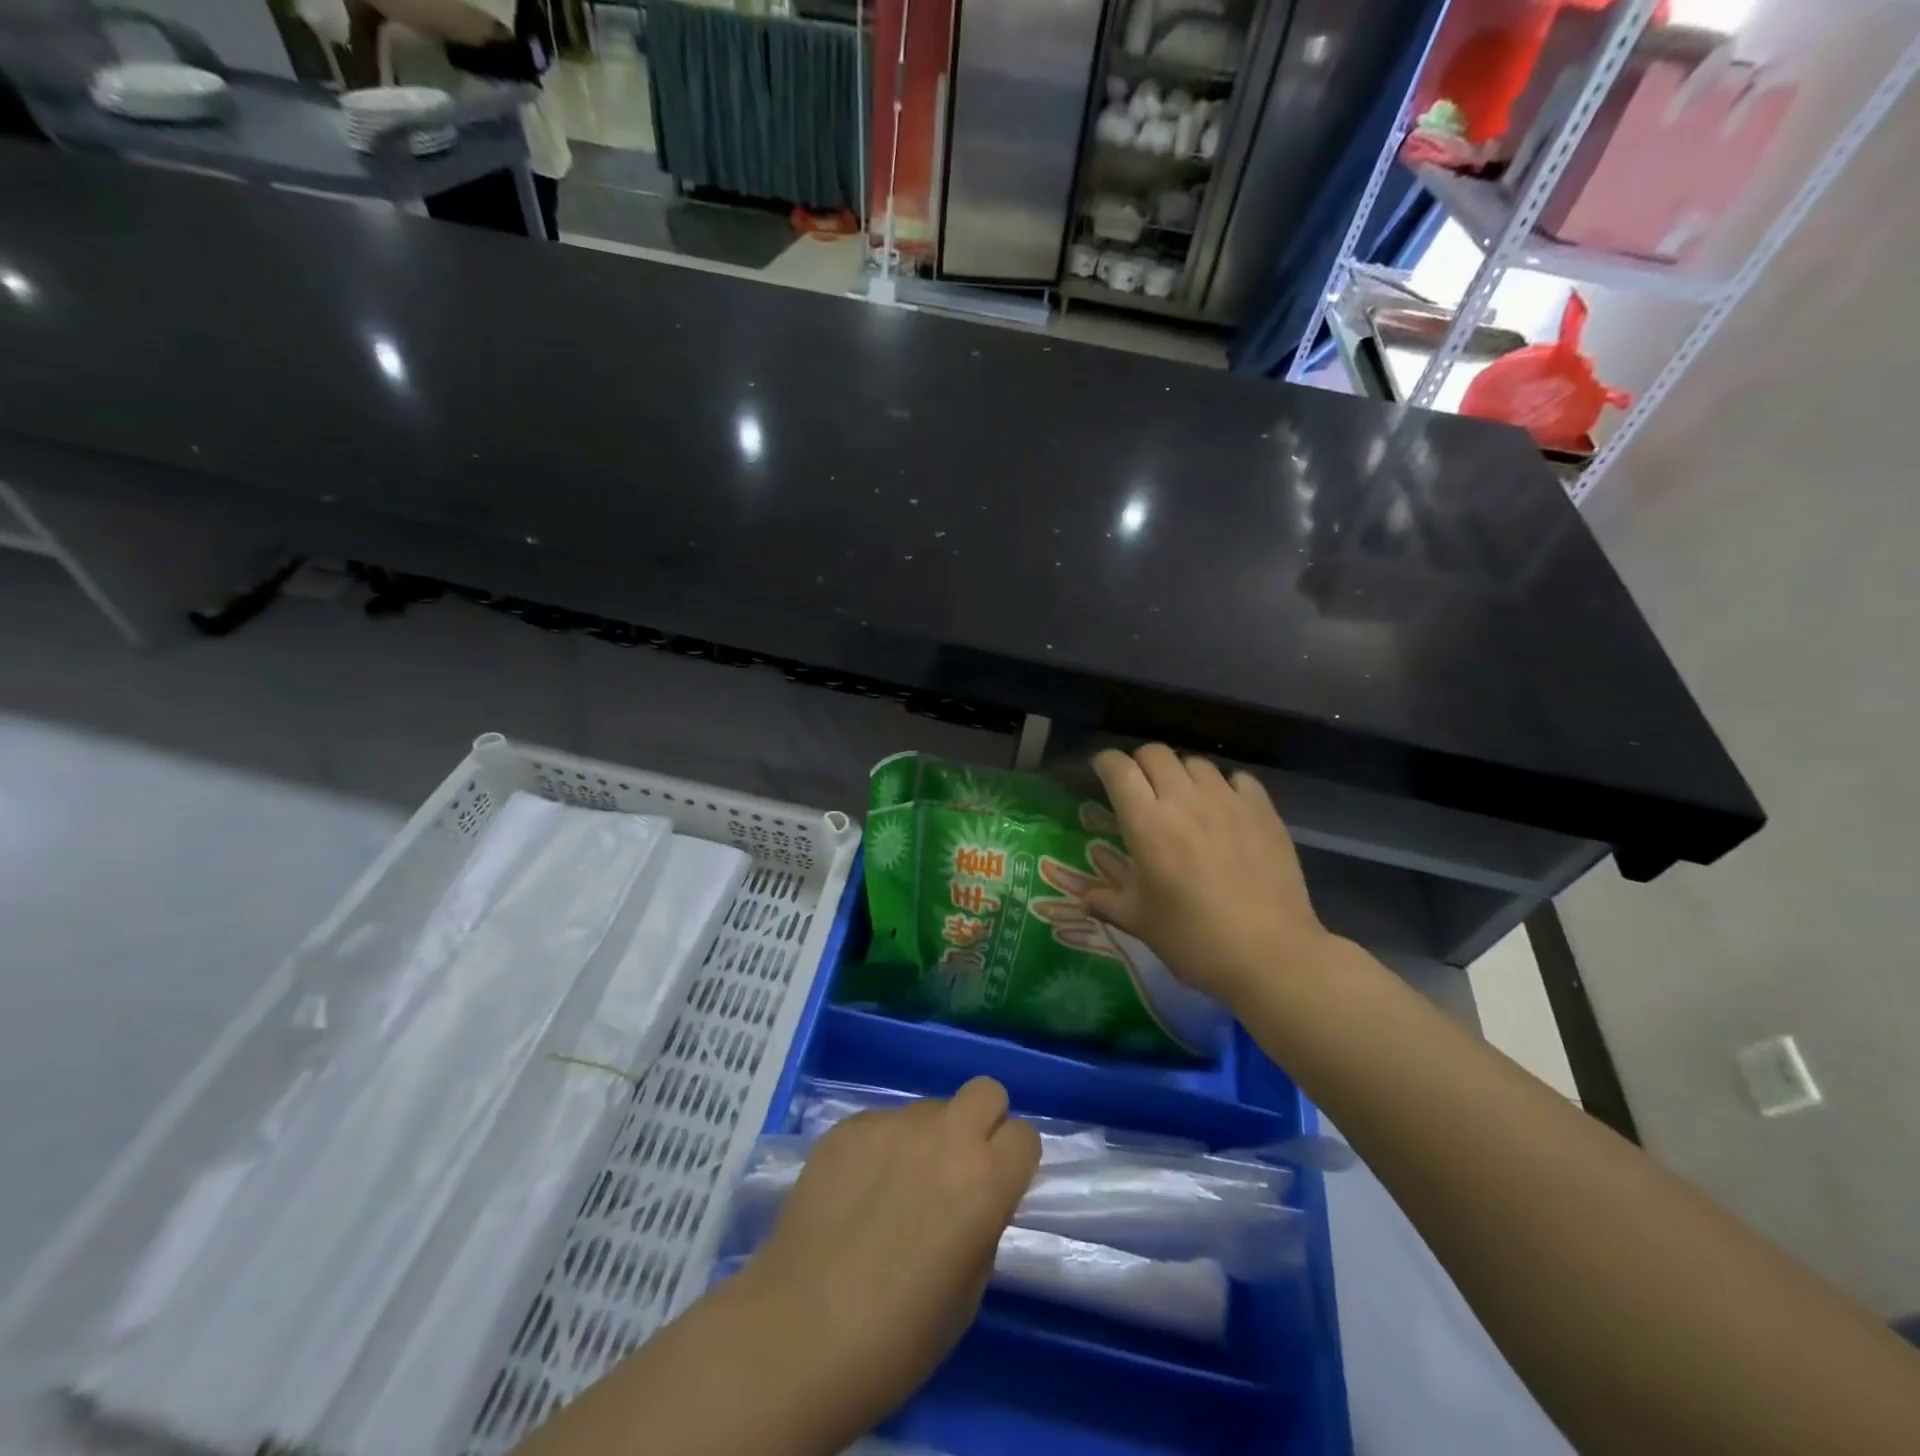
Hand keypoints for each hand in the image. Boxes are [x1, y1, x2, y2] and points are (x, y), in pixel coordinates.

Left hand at [733, 1078, 1040, 1439]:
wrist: (799, 1334)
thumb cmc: (897, 1338)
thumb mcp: (968, 1293)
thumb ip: (982, 1226)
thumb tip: (974, 1199)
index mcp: (985, 1182)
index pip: (1025, 1135)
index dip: (1013, 1161)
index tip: (997, 1187)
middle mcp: (945, 1137)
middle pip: (985, 1091)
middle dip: (982, 1122)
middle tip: (957, 1168)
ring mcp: (892, 1125)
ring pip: (928, 1108)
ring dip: (926, 1138)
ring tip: (893, 1188)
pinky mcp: (849, 1126)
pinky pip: (881, 1123)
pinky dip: (880, 1149)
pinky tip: (855, 1192)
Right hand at [1083, 744, 1338, 1007]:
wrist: (1270, 955)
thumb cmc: (1194, 939)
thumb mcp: (1141, 922)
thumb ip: (1108, 901)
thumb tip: (1085, 899)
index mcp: (1147, 823)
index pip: (1118, 768)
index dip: (1104, 763)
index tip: (1100, 772)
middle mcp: (1184, 800)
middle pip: (1155, 753)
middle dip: (1141, 764)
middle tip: (1140, 789)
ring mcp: (1228, 802)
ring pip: (1196, 763)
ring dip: (1182, 774)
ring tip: (1184, 799)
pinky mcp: (1264, 811)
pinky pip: (1239, 778)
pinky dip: (1225, 786)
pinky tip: (1225, 809)